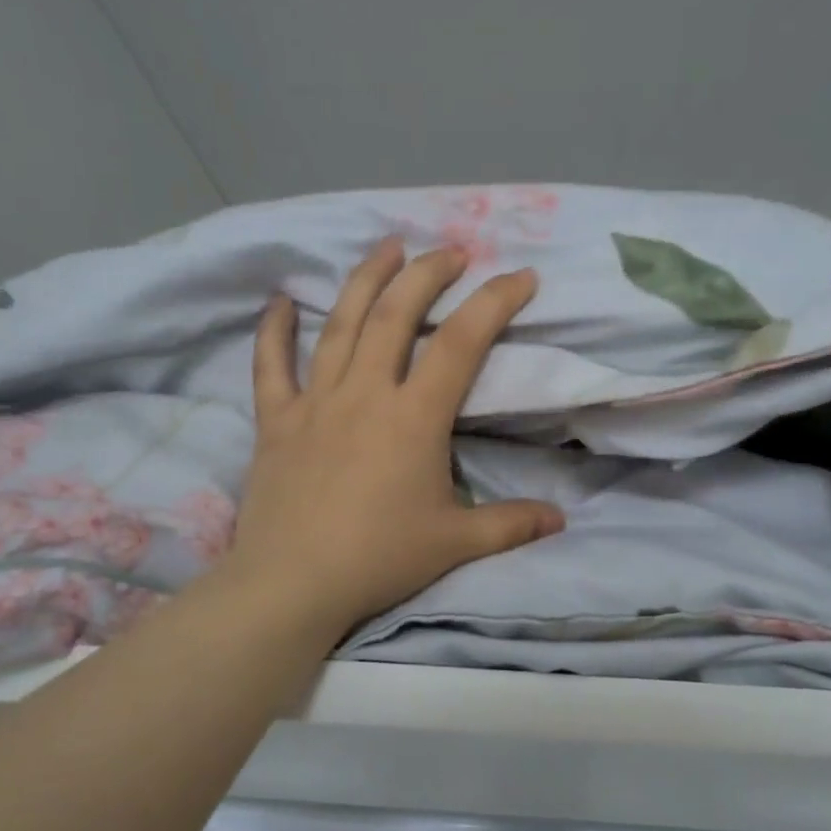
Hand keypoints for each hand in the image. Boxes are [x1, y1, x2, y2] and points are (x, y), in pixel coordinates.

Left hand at [218, 237, 565, 641]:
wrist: (292, 584)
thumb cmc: (378, 559)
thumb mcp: (454, 543)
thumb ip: (509, 525)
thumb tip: (559, 520)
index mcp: (413, 417)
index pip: (462, 343)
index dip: (494, 302)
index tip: (520, 276)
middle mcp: (365, 393)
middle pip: (397, 314)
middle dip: (428, 274)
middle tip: (450, 251)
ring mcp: (315, 401)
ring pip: (341, 324)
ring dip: (366, 280)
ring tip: (387, 247)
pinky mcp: (277, 420)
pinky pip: (271, 365)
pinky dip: (274, 331)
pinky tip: (280, 300)